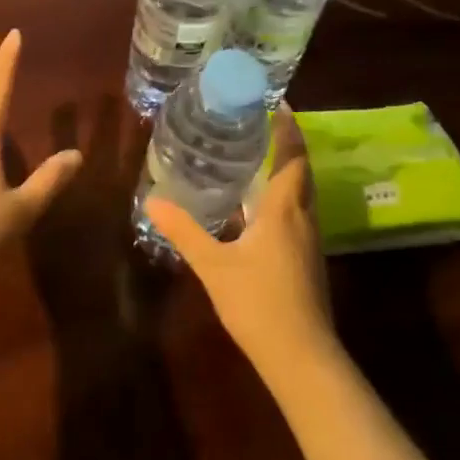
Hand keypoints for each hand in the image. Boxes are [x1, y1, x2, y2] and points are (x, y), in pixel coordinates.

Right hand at [146, 110, 335, 375]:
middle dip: (284, 143)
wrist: (302, 358)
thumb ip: (184, 231)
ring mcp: (308, 239)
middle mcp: (302, 216)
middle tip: (256, 121)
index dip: (287, 127)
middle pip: (300, 169)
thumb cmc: (259, 303)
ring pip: (298, 192)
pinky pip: (294, 212)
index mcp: (284, 209)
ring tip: (251, 154)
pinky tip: (252, 205)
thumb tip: (152, 200)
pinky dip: (278, 196)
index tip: (276, 101)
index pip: (292, 155)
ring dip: (282, 169)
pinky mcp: (305, 259)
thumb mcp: (214, 265)